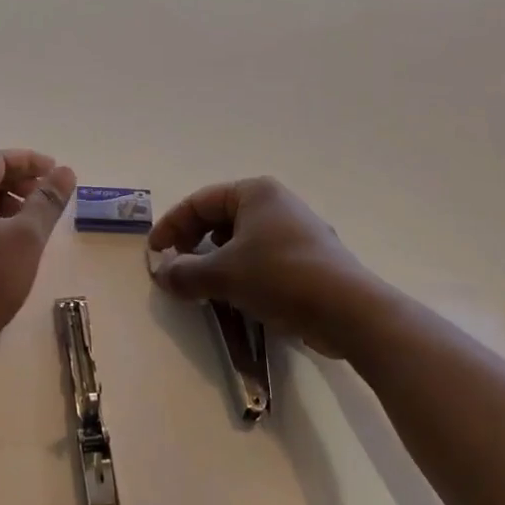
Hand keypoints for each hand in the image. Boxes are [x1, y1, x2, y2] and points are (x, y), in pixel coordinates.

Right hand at [146, 177, 370, 355]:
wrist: (350, 312)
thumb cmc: (280, 277)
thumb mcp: (224, 274)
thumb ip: (186, 272)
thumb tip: (162, 275)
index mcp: (255, 192)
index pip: (200, 201)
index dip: (172, 225)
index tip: (155, 252)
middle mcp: (277, 203)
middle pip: (221, 217)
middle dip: (194, 242)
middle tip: (177, 266)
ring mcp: (297, 231)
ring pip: (243, 239)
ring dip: (217, 259)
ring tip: (204, 284)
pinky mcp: (310, 259)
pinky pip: (264, 258)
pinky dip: (242, 271)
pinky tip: (238, 296)